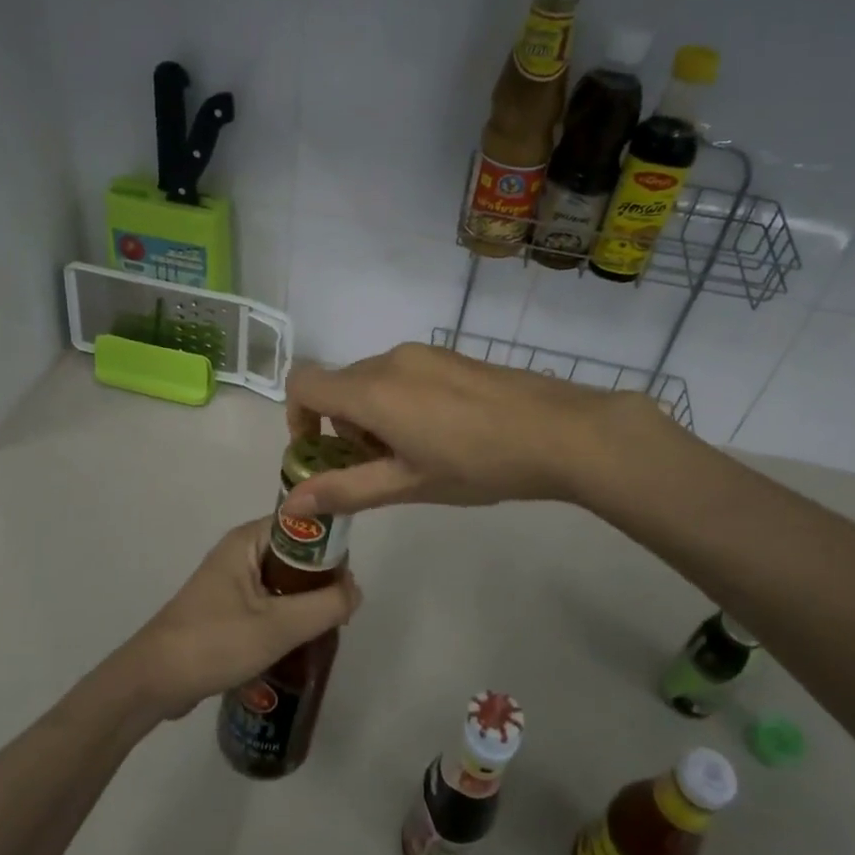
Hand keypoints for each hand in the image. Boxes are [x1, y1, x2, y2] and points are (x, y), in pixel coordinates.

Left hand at [112, 519, 361, 721]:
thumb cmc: (214, 643)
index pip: (303, 525)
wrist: (153, 683)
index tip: (348, 582)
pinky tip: (300, 644)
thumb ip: (325, 605)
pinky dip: (288, 617)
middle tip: (339, 614)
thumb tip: (356, 590)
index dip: (331, 547)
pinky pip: (271, 602)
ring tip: (324, 631)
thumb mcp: (278, 625)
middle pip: (297, 555)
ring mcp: (232, 581)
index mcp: (247, 540)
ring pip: (285, 582)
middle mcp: (240, 552)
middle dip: (321, 581)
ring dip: (306, 603)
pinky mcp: (228, 609)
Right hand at [283, 343, 663, 516]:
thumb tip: (292, 500)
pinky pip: (402, 374)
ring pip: (372, 381)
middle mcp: (389, 361)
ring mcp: (423, 353)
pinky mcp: (449, 355)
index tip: (320, 453)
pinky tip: (444, 433)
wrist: (562, 432)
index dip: (297, 417)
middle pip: (340, 386)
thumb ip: (346, 490)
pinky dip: (399, 402)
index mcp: (372, 391)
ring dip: (373, 416)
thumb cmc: (478, 464)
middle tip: (380, 468)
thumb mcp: (408, 485)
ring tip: (417, 455)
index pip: (303, 383)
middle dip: (343, 428)